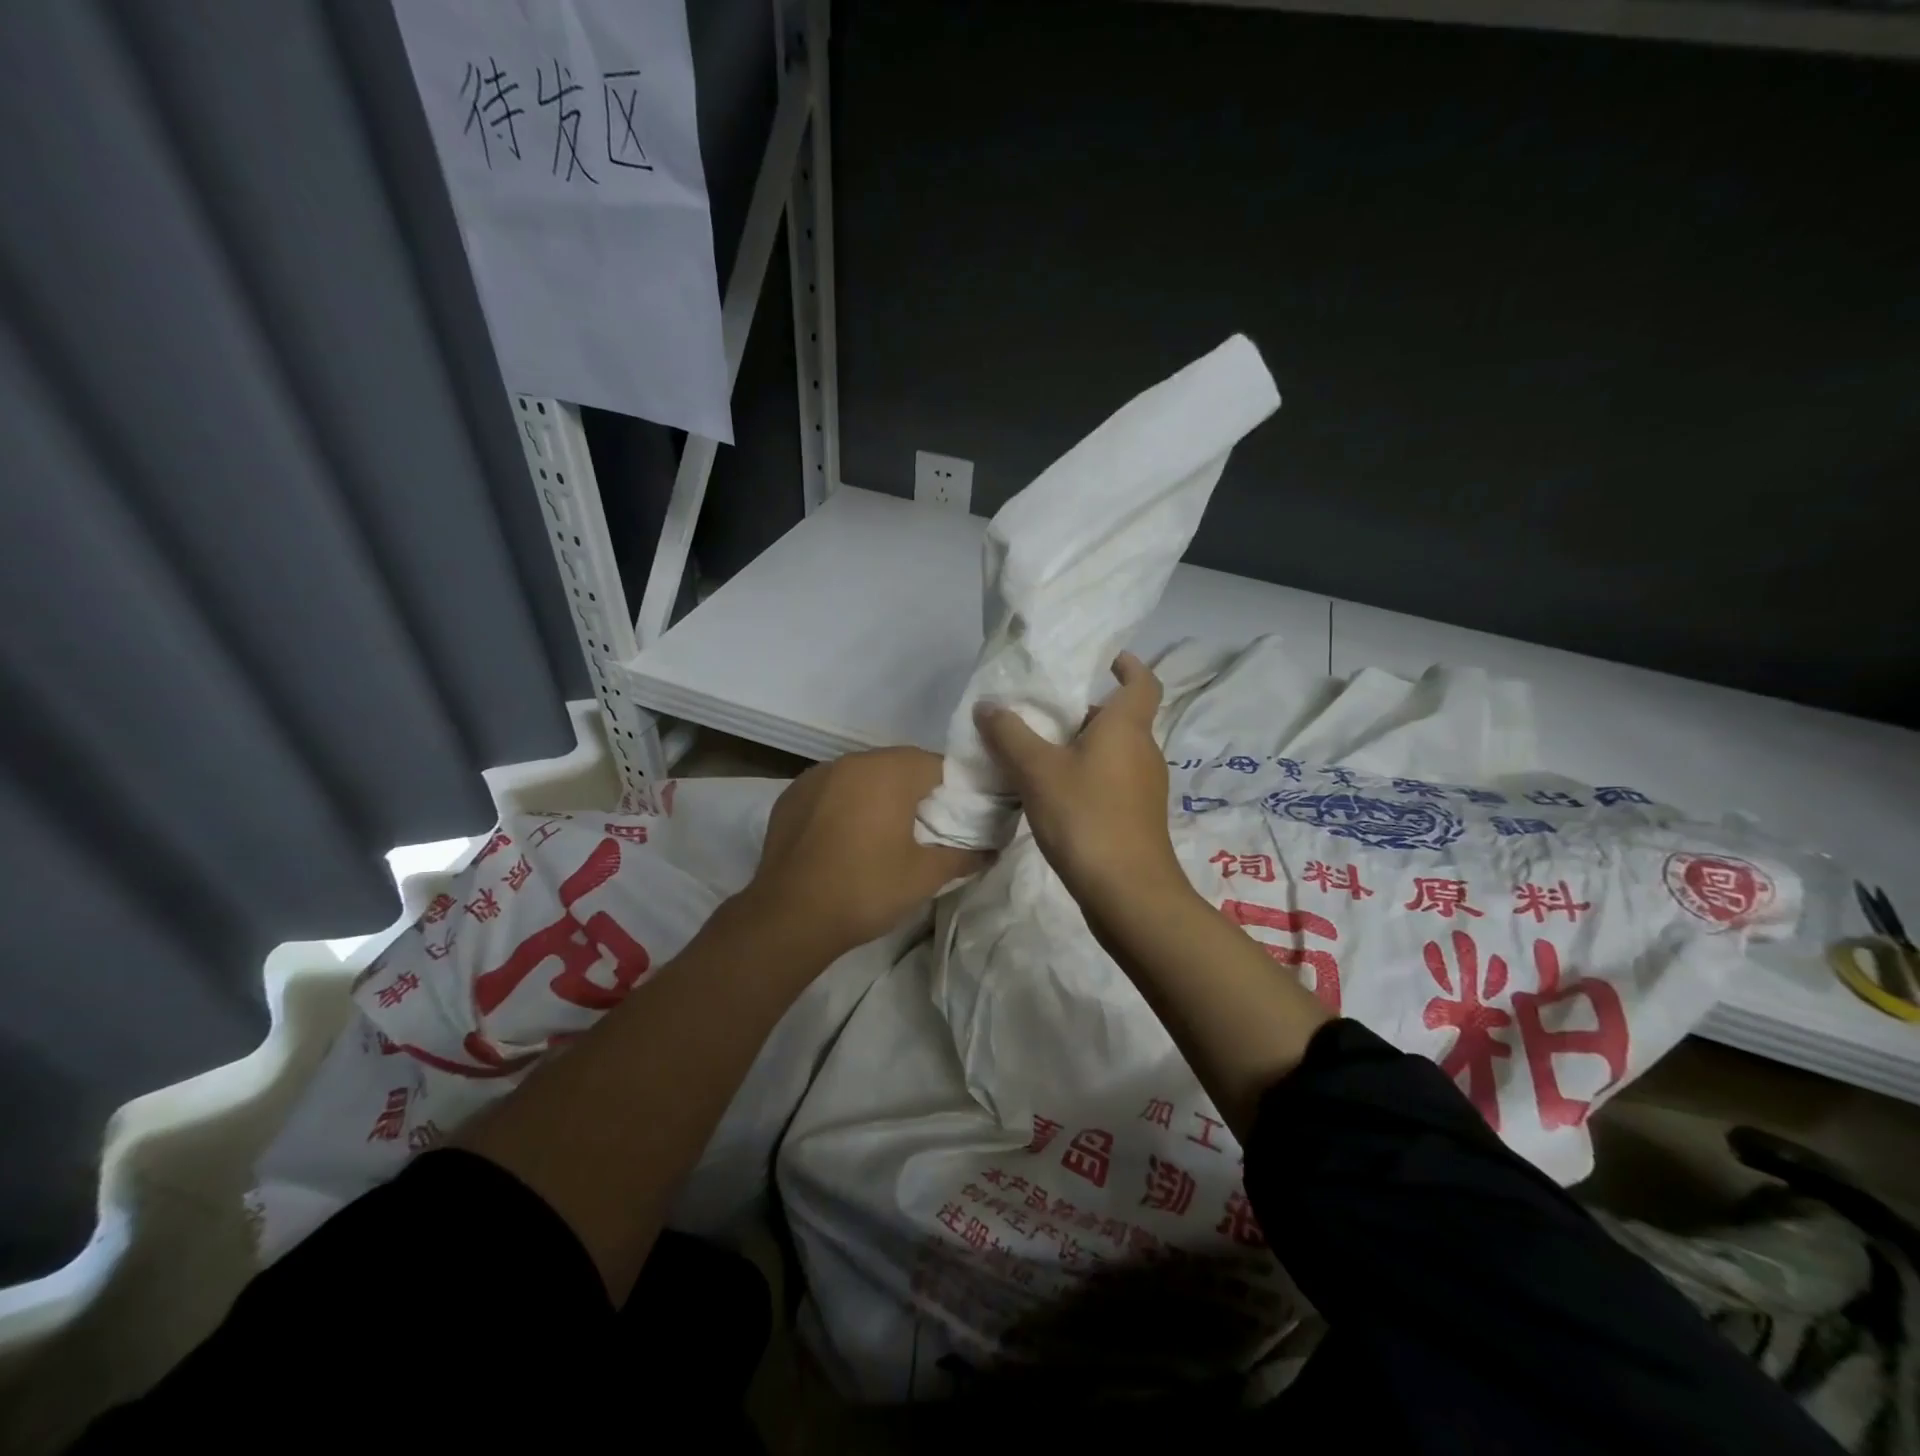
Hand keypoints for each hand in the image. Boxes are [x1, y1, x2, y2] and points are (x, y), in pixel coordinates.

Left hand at [745, 747, 989, 966]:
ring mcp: (817, 775)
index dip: (954, 789)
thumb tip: (992, 850)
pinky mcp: (792, 794)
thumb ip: (963, 856)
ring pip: (863, 775)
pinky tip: (845, 837)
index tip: (958, 818)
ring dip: (878, 794)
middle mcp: (853, 761)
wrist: (789, 916)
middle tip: (925, 828)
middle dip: (916, 790)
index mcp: (889, 771)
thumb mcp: (924, 876)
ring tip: (884, 833)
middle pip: (898, 765)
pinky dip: (845, 803)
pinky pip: (832, 789)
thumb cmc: (865, 889)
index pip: (937, 765)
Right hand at [974, 653, 1189, 927]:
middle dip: (1083, 712)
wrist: (1127, 892)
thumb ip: (1010, 735)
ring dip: (1081, 748)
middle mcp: (1144, 751)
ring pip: (1113, 753)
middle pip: (1118, 719)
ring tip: (1038, 755)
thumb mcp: (1037, 771)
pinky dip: (1087, 778)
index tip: (1105, 660)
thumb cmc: (1086, 816)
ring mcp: (1145, 788)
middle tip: (1042, 714)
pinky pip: (1111, 782)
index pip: (1142, 682)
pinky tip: (1053, 797)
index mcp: (1127, 727)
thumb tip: (988, 706)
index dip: (1128, 665)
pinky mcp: (1138, 818)